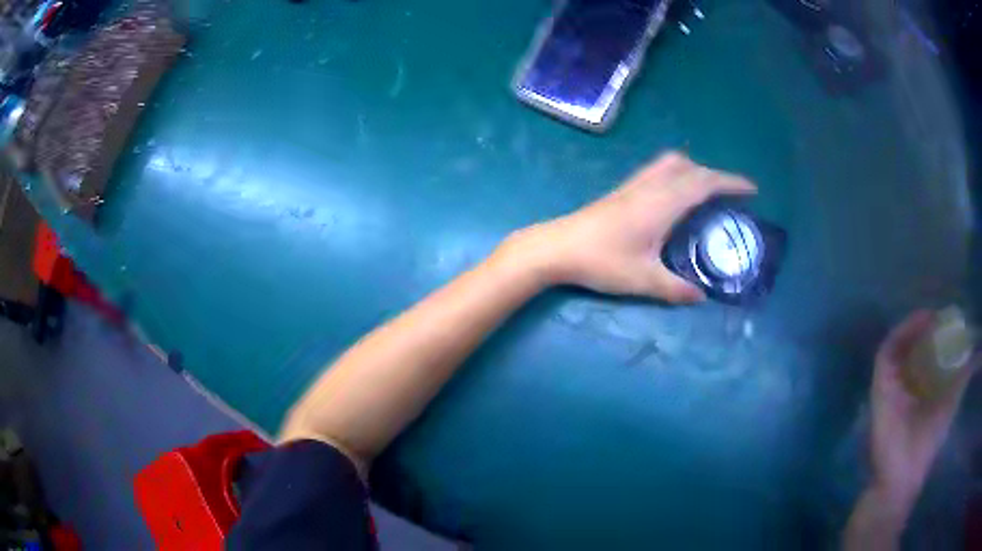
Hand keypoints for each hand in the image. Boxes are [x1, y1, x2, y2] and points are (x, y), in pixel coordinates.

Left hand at [506, 152, 755, 302]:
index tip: (752, 189)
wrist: (556, 248)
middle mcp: (651, 186)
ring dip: (694, 171)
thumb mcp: (644, 280)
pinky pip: (657, 171)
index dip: (731, 183)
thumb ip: (676, 289)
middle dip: (716, 176)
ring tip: (706, 192)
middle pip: (690, 168)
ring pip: (670, 164)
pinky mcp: (621, 191)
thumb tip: (700, 297)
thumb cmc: (602, 262)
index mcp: (663, 203)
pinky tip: (673, 198)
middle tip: (731, 196)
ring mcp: (633, 186)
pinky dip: (676, 175)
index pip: (705, 183)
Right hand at [869, 310, 975, 511]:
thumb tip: (978, 354)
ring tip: (931, 316)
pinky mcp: (880, 387)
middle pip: (912, 345)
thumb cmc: (928, 444)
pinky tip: (920, 324)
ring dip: (914, 325)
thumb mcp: (951, 403)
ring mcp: (890, 385)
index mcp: (919, 389)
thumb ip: (963, 378)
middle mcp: (903, 384)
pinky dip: (902, 333)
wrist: (902, 478)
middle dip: (925, 327)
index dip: (936, 333)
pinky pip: (887, 351)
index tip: (950, 320)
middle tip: (941, 316)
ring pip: (899, 344)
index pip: (925, 352)